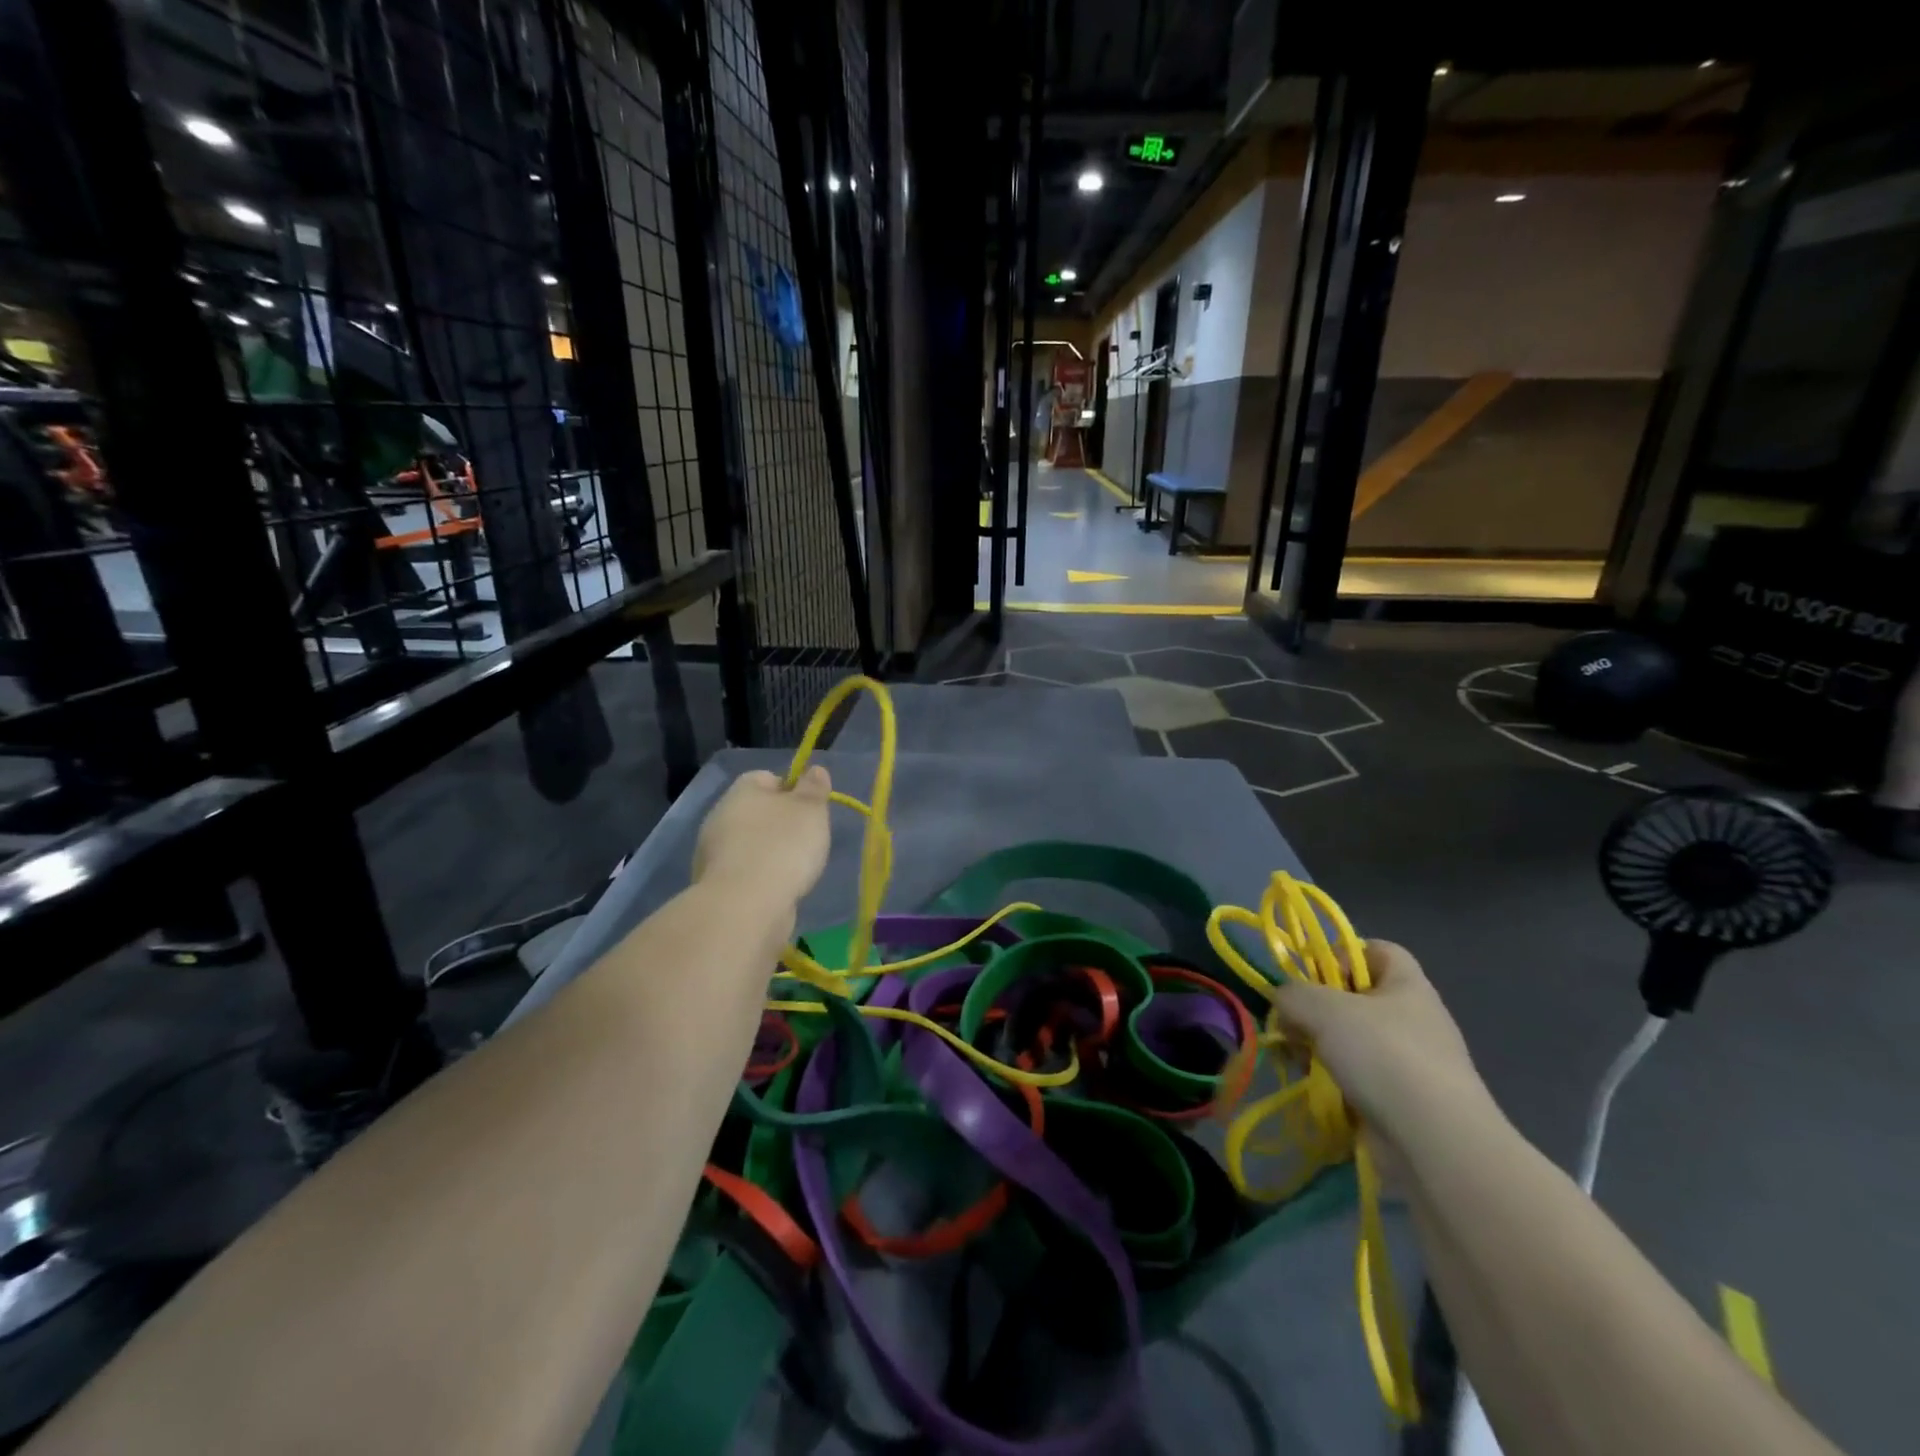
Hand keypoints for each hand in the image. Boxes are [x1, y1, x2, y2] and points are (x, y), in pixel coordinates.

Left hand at [693, 767, 832, 908]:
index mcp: (742, 791)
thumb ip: (814, 788)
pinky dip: (761, 879)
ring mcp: (713, 853)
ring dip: (771, 854)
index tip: (811, 810)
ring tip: (796, 871)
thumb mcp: (810, 810)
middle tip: (808, 841)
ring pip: (750, 845)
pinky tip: (778, 891)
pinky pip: (745, 873)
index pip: (767, 778)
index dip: (792, 790)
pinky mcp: (715, 886)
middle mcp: (721, 817)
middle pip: (758, 813)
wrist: (745, 907)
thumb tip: (813, 770)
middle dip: (782, 826)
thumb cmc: (783, 846)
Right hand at [1270, 941, 1496, 1166]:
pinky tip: (1316, 1088)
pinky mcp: (1401, 1100)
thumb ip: (1292, 994)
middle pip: (1354, 997)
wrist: (1436, 1143)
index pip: (1376, 950)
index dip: (1341, 954)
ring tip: (1299, 1060)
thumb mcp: (1323, 1008)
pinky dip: (1333, 1079)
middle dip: (1317, 1008)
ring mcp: (1409, 1062)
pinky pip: (1357, 1077)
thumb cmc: (1384, 1056)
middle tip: (1293, 1023)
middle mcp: (1413, 1018)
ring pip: (1350, 1040)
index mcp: (1407, 985)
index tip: (1313, 977)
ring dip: (1318, 1046)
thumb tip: (1283, 1003)